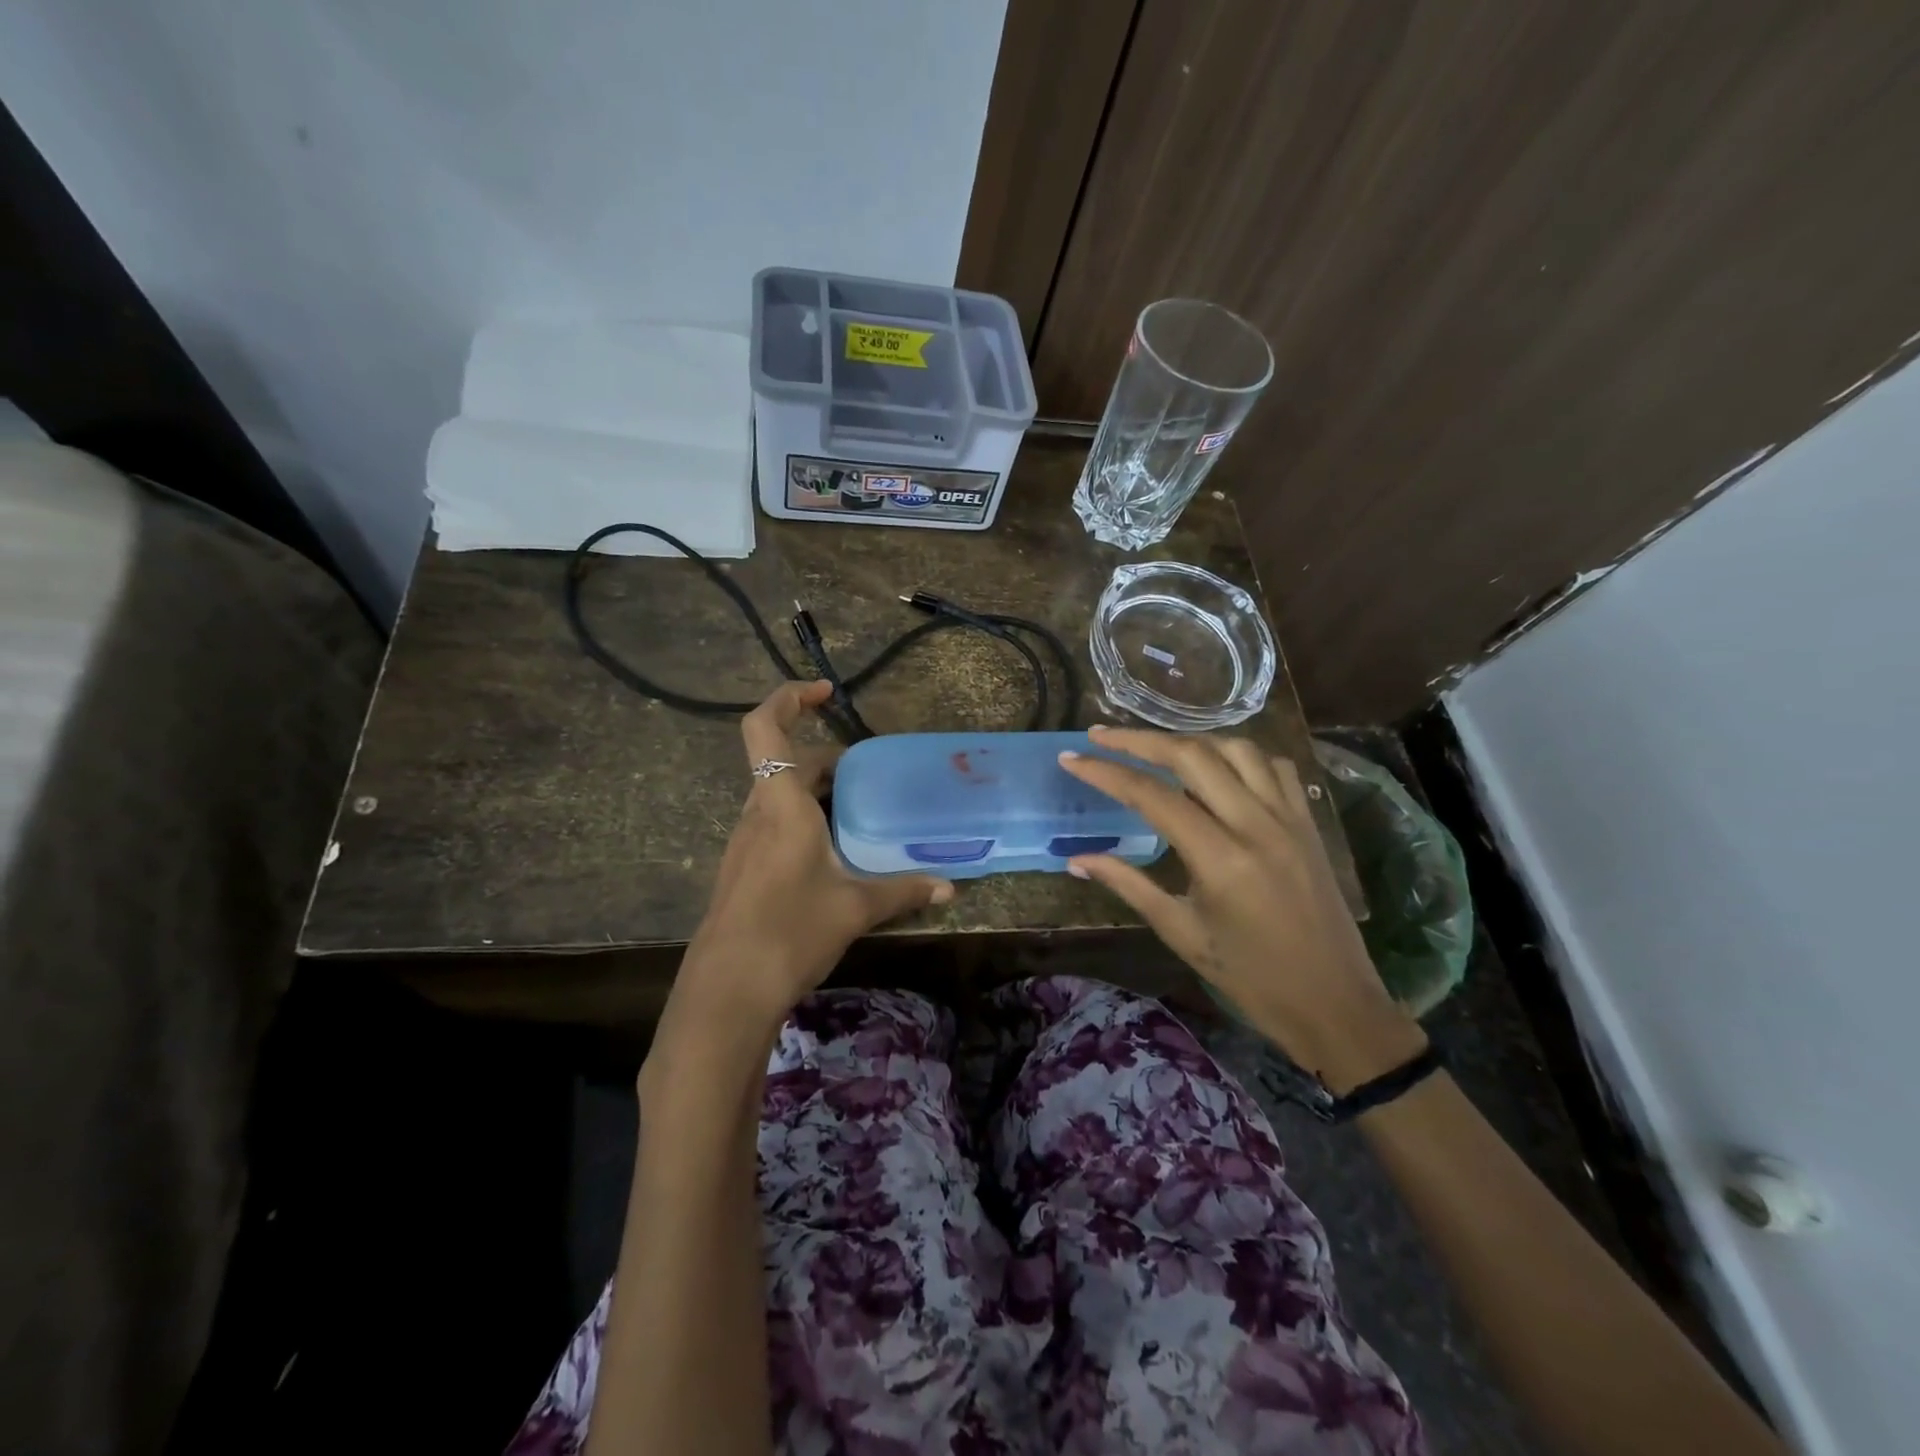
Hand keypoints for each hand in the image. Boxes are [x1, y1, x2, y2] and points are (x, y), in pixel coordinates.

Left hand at [672, 681, 953, 1030]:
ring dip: (814, 790)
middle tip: (868, 773)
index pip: (766, 727)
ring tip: (858, 810)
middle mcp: (758, 813)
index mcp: (781, 805)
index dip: (789, 697)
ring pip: (778, 794)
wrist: (727, 990)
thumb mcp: (854, 908)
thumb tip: (949, 887)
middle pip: (784, 762)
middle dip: (825, 757)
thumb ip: (903, 891)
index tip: (826, 692)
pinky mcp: (743, 868)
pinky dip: (803, 819)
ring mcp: (745, 842)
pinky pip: (774, 823)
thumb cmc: (790, 932)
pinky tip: (832, 853)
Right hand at [1059, 725, 1424, 1090]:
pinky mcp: (1308, 822)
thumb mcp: (1181, 932)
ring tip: (1155, 748)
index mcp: (1220, 859)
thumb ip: (1128, 885)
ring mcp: (1289, 818)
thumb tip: (1076, 860)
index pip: (1152, 796)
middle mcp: (1256, 824)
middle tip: (1101, 735)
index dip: (1106, 772)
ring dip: (1189, 740)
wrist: (1335, 1003)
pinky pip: (1274, 766)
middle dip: (1140, 739)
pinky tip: (1218, 767)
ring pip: (1236, 749)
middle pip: (1193, 755)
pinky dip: (1239, 755)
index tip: (1072, 758)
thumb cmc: (1250, 977)